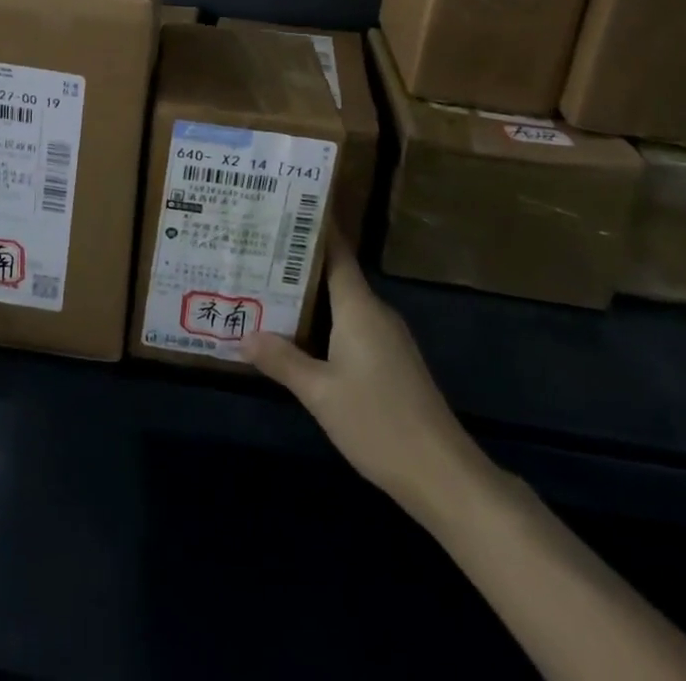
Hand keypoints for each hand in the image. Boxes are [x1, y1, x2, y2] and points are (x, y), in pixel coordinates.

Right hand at [241, 239, 487, 517]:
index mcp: (359, 307)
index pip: (336, 252)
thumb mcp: (320, 393)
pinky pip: (352, 325)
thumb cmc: (378, 422)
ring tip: (267, 289)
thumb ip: (282, 360)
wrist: (443, 475)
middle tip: (257, 252)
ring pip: (342, 303)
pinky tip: (300, 335)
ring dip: (310, 296)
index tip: (282, 210)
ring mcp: (388, 337)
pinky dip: (324, 321)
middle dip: (298, 264)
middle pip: (335, 275)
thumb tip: (242, 335)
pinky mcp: (392, 361)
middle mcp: (376, 312)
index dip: (312, 229)